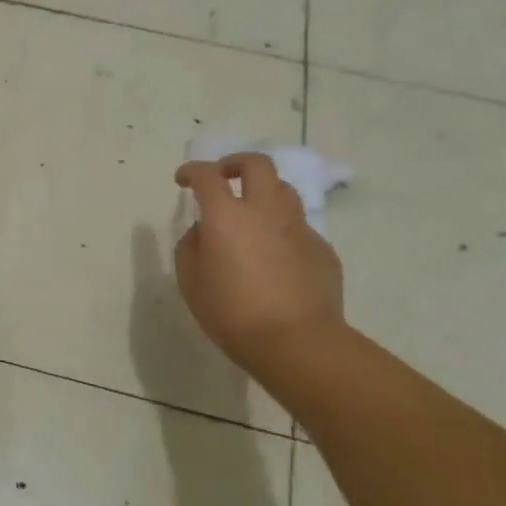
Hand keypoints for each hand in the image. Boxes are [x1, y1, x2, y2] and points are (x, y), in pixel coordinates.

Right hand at [174, 154, 343, 372]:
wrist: (296, 342)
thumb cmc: (232, 312)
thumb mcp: (191, 281)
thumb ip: (191, 247)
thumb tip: (203, 231)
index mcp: (227, 216)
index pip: (207, 176)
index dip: (192, 171)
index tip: (183, 179)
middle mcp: (265, 211)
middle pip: (257, 165)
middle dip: (235, 164)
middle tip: (223, 178)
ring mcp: (299, 228)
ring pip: (283, 191)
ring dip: (263, 193)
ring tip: (250, 215)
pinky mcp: (322, 249)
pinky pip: (298, 228)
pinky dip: (281, 231)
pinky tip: (274, 258)